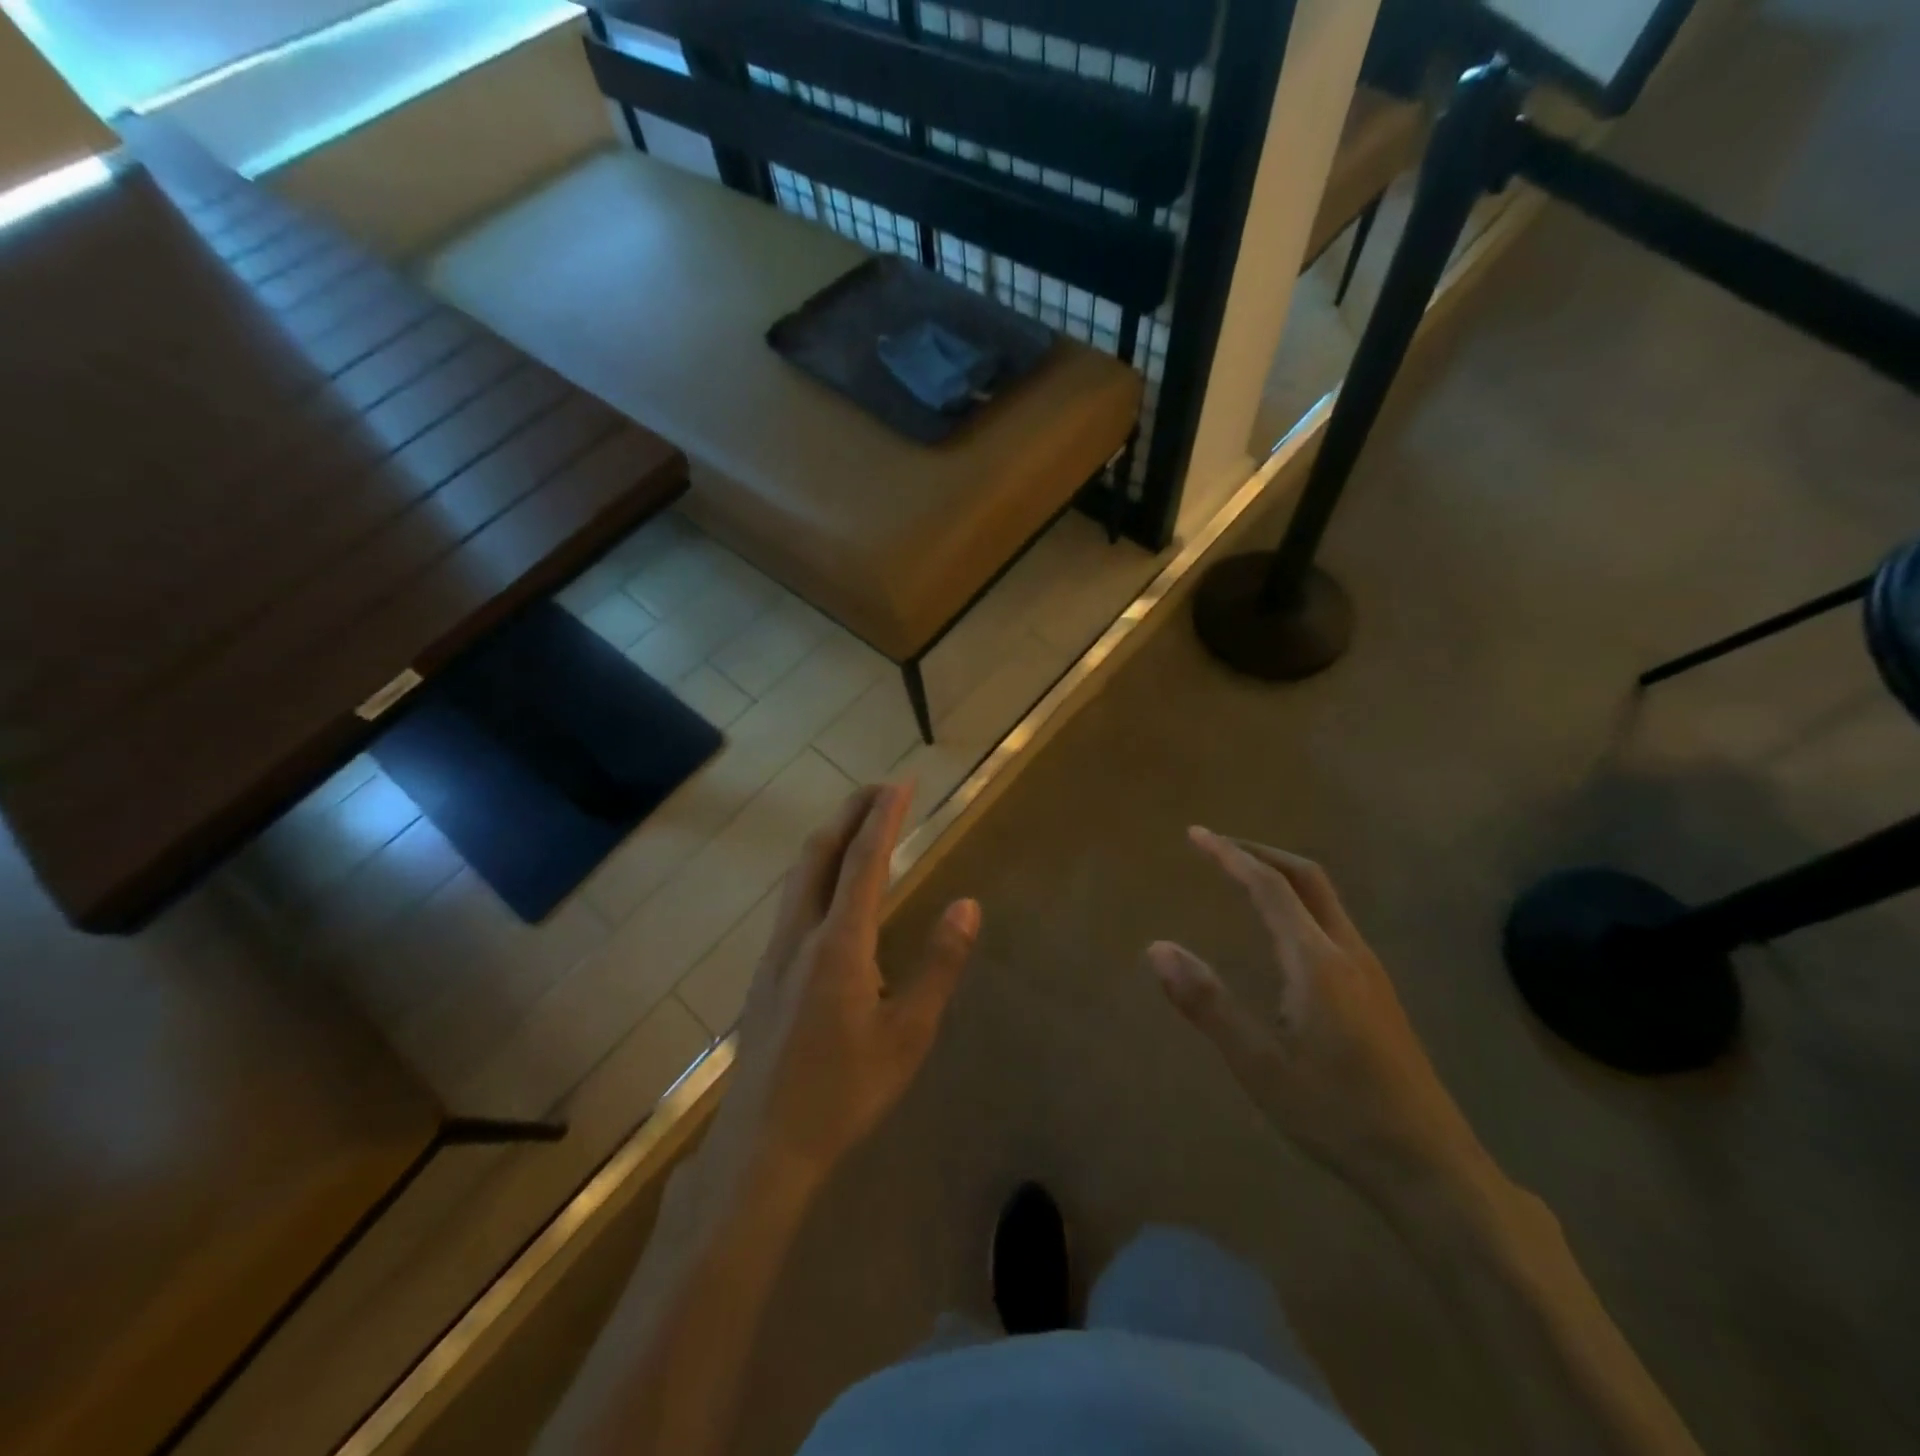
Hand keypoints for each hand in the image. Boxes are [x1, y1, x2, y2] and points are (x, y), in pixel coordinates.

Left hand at [702, 783, 980, 1200]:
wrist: (763, 1145)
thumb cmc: (844, 1093)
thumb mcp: (908, 1036)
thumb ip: (939, 966)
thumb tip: (967, 906)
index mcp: (839, 945)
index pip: (863, 862)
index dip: (883, 818)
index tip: (900, 783)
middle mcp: (800, 934)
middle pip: (820, 853)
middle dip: (850, 813)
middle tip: (881, 789)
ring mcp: (774, 951)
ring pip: (799, 873)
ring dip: (830, 837)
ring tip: (858, 822)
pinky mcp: (765, 970)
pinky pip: (792, 897)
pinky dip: (816, 867)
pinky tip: (828, 884)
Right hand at [1147, 828, 1488, 1209]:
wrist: (1431, 1167)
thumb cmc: (1337, 1115)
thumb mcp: (1259, 1065)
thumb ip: (1208, 1004)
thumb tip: (1158, 948)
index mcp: (1316, 961)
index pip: (1270, 887)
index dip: (1230, 856)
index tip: (1196, 835)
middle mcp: (1348, 953)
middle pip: (1308, 878)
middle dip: (1261, 853)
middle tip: (1218, 847)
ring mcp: (1371, 972)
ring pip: (1326, 899)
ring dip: (1283, 876)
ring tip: (1244, 879)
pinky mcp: (1379, 993)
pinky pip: (1334, 923)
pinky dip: (1300, 903)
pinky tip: (1284, 934)